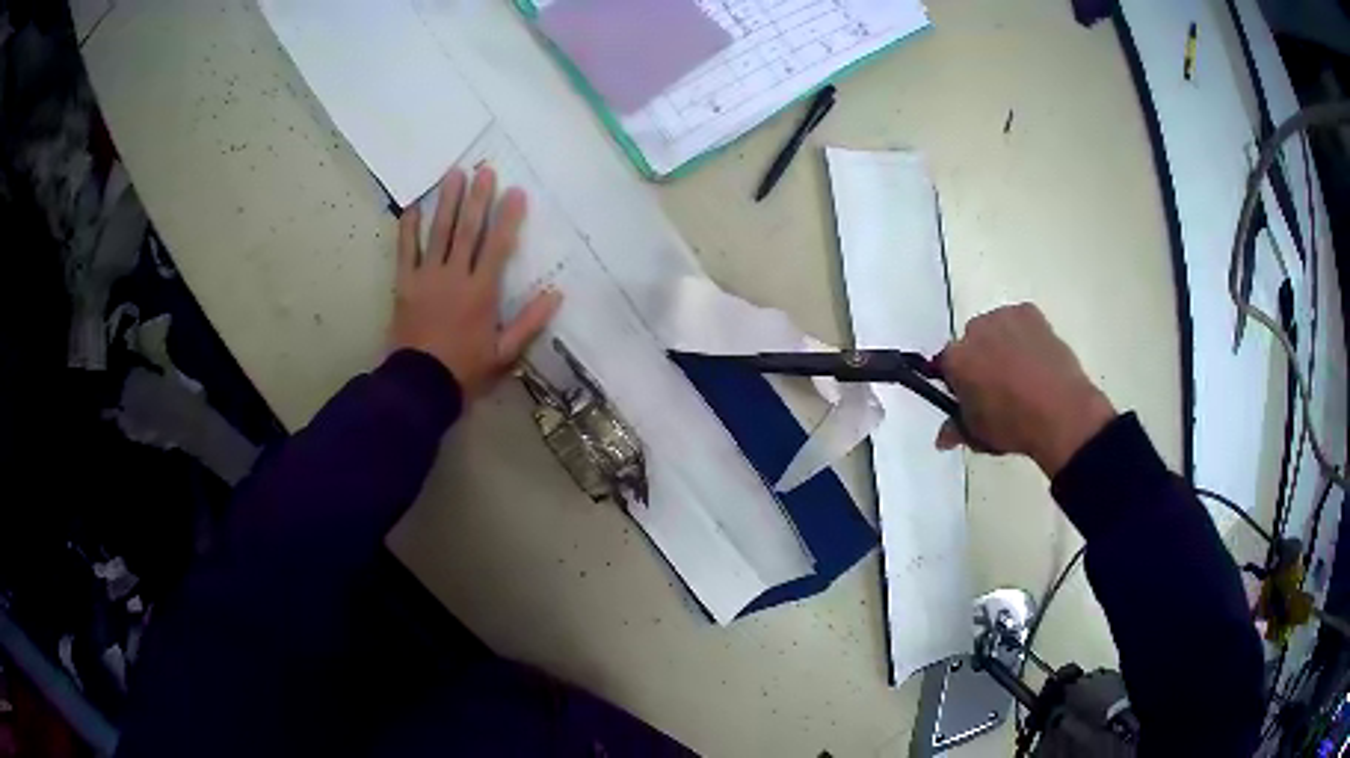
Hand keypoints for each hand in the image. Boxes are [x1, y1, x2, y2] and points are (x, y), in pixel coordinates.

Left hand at [390, 167, 561, 400]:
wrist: (419, 386)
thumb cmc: (465, 370)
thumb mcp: (504, 354)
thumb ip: (529, 323)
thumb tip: (556, 294)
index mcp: (481, 292)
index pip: (498, 246)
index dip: (508, 217)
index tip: (515, 192)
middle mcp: (454, 276)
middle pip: (467, 230)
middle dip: (477, 198)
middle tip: (484, 170)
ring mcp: (426, 277)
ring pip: (438, 232)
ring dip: (447, 202)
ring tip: (453, 174)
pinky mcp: (404, 284)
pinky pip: (405, 250)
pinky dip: (408, 228)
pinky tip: (413, 206)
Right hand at [935, 304, 1115, 476]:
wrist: (1062, 413)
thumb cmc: (1014, 427)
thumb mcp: (980, 436)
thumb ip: (957, 429)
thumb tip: (943, 438)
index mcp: (956, 360)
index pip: (946, 365)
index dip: (958, 381)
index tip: (971, 396)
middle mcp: (974, 330)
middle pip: (970, 342)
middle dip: (979, 358)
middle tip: (997, 385)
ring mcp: (1003, 317)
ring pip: (995, 328)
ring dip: (1001, 344)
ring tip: (1021, 371)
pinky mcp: (1030, 312)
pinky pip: (1019, 321)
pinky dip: (1023, 335)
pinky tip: (1036, 358)